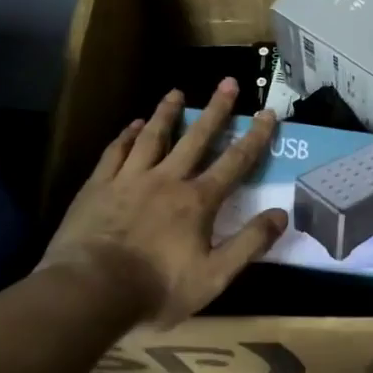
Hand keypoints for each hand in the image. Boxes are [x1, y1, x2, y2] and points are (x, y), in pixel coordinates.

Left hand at [39, 80, 286, 327]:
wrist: (91, 290)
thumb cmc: (156, 288)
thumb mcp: (214, 276)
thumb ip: (249, 244)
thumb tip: (281, 214)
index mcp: (197, 201)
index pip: (235, 162)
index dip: (255, 137)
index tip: (268, 113)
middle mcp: (167, 179)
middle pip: (196, 138)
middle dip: (216, 110)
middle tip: (228, 82)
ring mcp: (130, 179)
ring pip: (153, 137)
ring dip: (167, 113)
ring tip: (177, 92)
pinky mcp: (98, 186)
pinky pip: (116, 152)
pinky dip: (127, 136)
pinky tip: (132, 124)